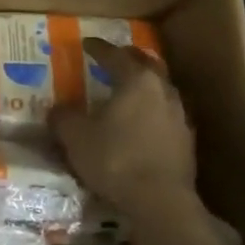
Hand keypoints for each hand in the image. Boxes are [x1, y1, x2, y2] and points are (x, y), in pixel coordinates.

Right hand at [52, 38, 195, 221]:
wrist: (161, 202)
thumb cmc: (116, 160)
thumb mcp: (77, 138)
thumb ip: (64, 118)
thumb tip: (56, 109)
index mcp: (136, 80)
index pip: (115, 55)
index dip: (98, 48)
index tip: (87, 43)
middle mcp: (162, 90)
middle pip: (146, 65)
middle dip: (130, 59)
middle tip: (114, 58)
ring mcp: (179, 115)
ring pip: (161, 89)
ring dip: (145, 85)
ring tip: (129, 91)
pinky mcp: (187, 141)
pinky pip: (167, 114)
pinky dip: (153, 111)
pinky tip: (143, 123)